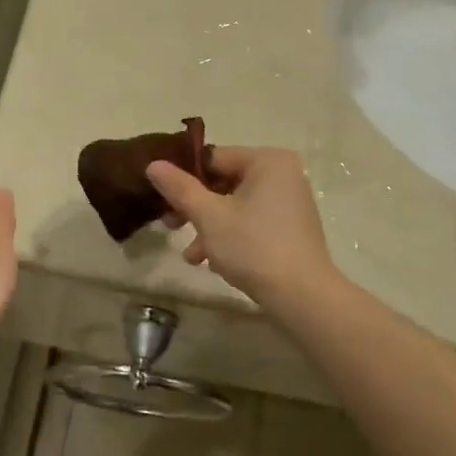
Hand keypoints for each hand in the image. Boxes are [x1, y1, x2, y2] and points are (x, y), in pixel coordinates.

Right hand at [146, 147, 334, 302]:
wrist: (301, 296)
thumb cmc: (253, 246)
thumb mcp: (208, 216)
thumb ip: (179, 188)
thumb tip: (153, 164)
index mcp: (268, 161)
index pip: (213, 159)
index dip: (185, 179)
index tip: (163, 201)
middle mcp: (283, 174)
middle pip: (224, 183)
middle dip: (196, 209)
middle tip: (170, 227)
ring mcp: (290, 202)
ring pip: (235, 206)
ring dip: (209, 228)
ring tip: (192, 257)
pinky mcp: (291, 228)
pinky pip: (252, 222)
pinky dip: (231, 237)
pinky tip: (214, 263)